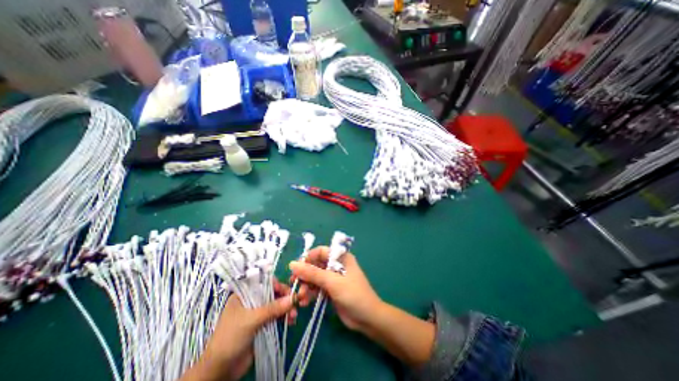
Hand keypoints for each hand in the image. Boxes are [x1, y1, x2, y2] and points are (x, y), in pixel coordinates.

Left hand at [180, 280, 293, 380]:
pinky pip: (276, 317)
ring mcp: (258, 313)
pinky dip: (284, 318)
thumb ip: (272, 308)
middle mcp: (252, 301)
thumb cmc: (231, 338)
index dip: (277, 285)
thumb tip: (293, 298)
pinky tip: (291, 321)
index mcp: (244, 294)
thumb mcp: (251, 320)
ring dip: (286, 309)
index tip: (288, 291)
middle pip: (273, 294)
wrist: (220, 371)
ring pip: (276, 306)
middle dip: (285, 298)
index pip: (264, 283)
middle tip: (295, 304)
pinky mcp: (262, 325)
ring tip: (293, 316)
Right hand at [289, 246, 384, 331]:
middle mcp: (336, 265)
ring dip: (306, 286)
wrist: (367, 318)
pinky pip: (317, 288)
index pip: (320, 252)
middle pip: (316, 265)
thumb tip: (293, 264)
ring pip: (315, 278)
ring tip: (301, 298)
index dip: (308, 258)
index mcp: (340, 257)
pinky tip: (305, 302)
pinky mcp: (331, 290)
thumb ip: (313, 273)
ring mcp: (333, 278)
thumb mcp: (333, 282)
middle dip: (305, 275)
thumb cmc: (353, 294)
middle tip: (294, 285)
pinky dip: (310, 294)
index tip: (296, 269)